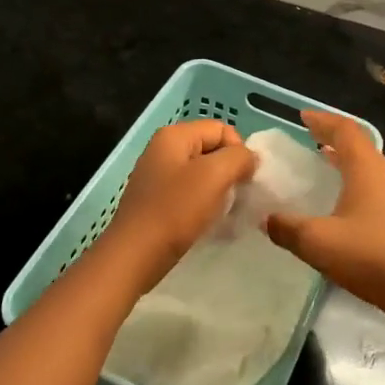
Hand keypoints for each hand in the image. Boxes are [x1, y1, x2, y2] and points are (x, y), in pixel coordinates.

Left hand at [102, 119, 255, 282]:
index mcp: (174, 135)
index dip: (238, 151)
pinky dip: (204, 204)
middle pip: (212, 150)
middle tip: (236, 197)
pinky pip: (190, 193)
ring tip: (223, 212)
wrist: (135, 255)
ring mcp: (158, 176)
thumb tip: (249, 158)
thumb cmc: (175, 210)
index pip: (221, 129)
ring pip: (202, 174)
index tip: (243, 180)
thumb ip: (239, 157)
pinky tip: (207, 222)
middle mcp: (163, 149)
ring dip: (219, 190)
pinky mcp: (157, 201)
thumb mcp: (214, 175)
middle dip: (229, 171)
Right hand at [264, 111, 384, 320]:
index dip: (323, 120)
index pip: (345, 130)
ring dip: (346, 160)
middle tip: (310, 138)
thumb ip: (287, 228)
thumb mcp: (318, 242)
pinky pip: (376, 187)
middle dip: (334, 138)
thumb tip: (267, 219)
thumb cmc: (369, 256)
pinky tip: (344, 201)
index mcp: (367, 170)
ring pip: (370, 167)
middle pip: (360, 146)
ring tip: (324, 163)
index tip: (302, 117)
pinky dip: (356, 181)